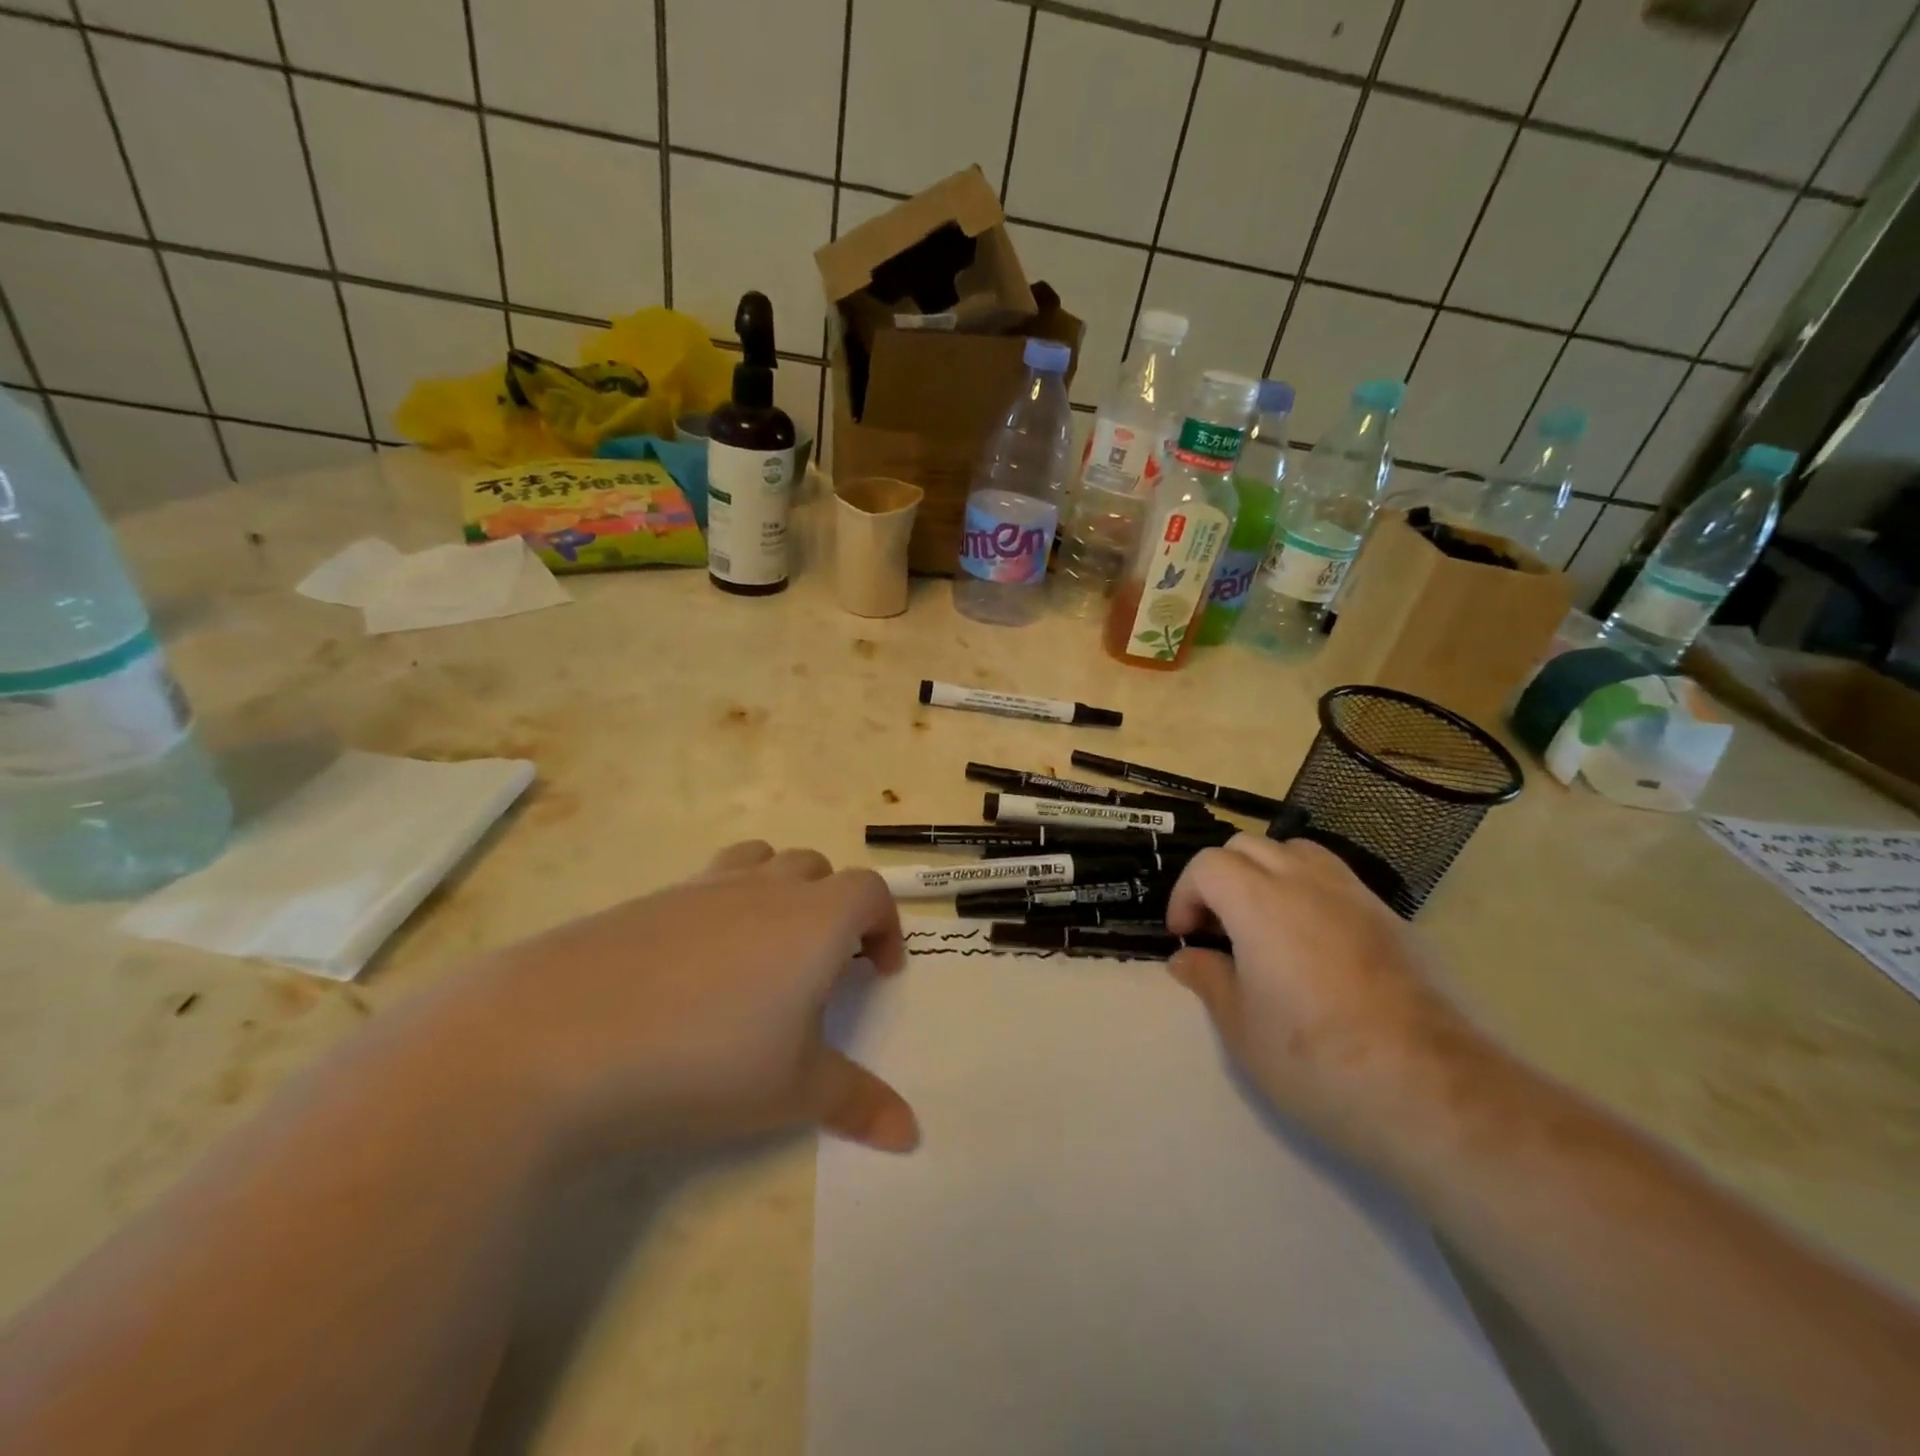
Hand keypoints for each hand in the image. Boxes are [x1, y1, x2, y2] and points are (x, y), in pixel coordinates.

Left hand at [430, 841, 917, 1158]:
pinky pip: (705, 885)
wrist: (559, 1036)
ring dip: (779, 890)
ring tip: (766, 948)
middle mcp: (764, 888)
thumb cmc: (705, 1059)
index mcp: (814, 919)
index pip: (870, 891)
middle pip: (817, 868)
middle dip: (834, 906)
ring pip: (761, 862)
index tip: (879, 971)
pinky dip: (721, 907)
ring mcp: (702, 887)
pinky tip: (693, 969)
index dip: (885, 925)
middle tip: (824, 965)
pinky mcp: (648, 900)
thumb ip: (857, 1104)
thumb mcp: (791, 1092)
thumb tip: (912, 1136)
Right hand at [1164, 834, 1486, 1162]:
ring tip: (1265, 924)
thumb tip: (1187, 958)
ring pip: (1298, 852)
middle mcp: (1308, 884)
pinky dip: (1310, 893)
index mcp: (1261, 903)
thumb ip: (1209, 980)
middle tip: (1219, 928)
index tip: (1186, 935)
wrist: (1436, 1091)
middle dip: (1221, 877)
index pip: (1208, 864)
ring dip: (1267, 873)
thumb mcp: (1243, 1029)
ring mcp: (1357, 897)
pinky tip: (1315, 946)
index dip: (1186, 894)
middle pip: (1250, 846)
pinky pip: (1338, 881)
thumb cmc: (1320, 1060)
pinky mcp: (1394, 919)